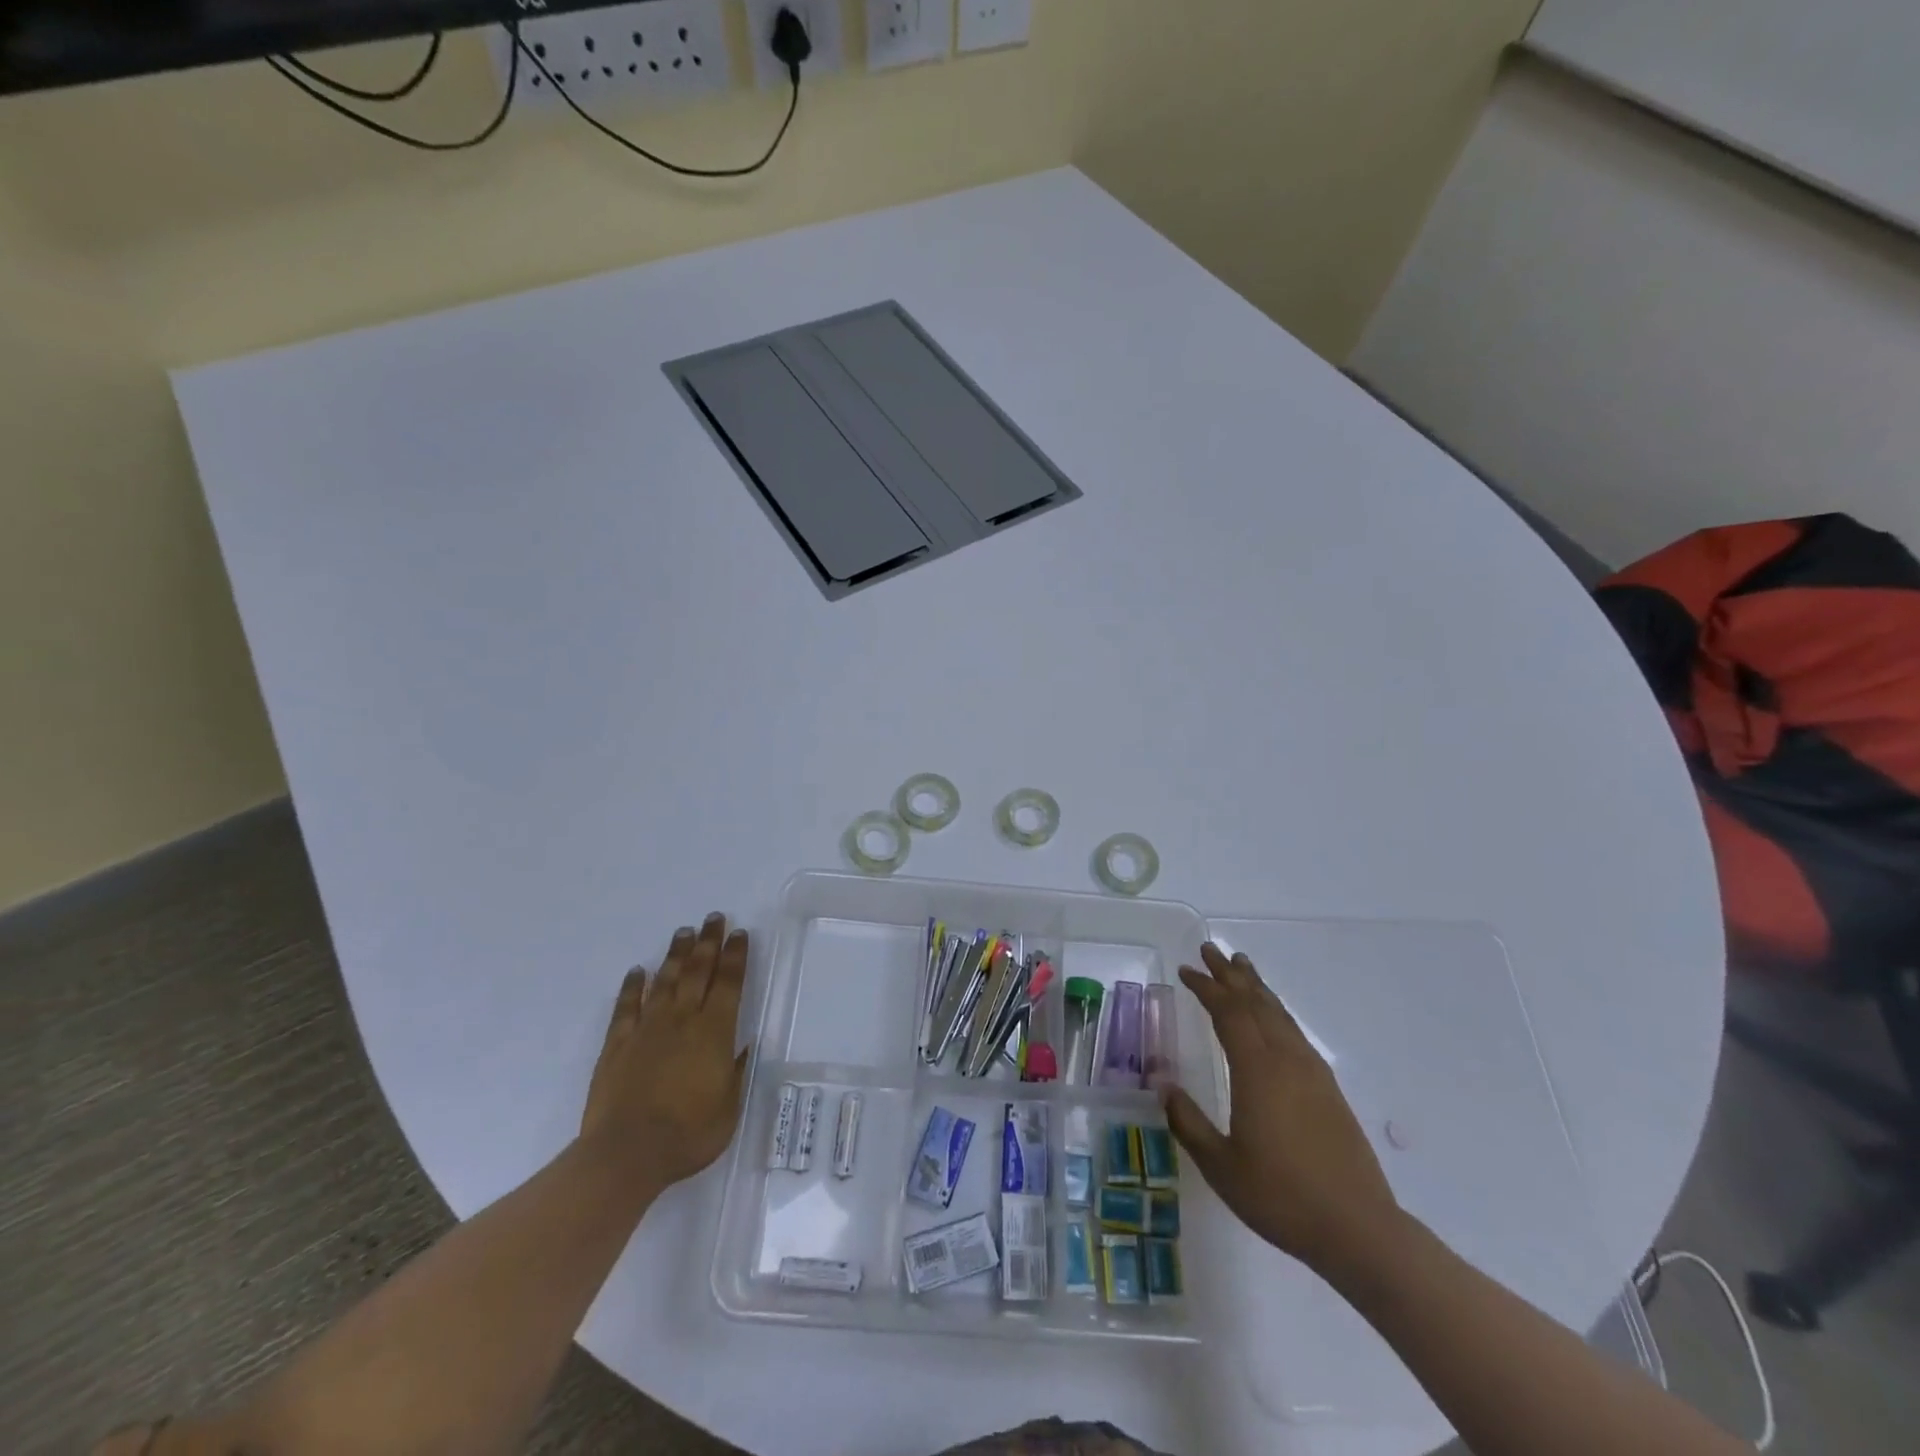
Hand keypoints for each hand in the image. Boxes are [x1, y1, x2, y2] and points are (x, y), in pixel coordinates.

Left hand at [580, 912, 750, 1188]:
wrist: (627, 1154)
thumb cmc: (688, 1134)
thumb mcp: (728, 1108)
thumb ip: (735, 1072)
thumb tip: (743, 1046)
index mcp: (714, 1032)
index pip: (729, 983)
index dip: (735, 956)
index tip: (739, 933)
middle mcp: (682, 1020)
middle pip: (698, 971)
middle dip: (708, 942)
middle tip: (714, 918)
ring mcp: (647, 1029)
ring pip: (665, 981)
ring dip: (676, 955)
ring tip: (683, 932)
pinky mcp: (617, 1044)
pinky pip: (627, 1007)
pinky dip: (632, 986)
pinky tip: (637, 971)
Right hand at [1163, 943, 1402, 1277]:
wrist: (1358, 1229)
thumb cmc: (1281, 1196)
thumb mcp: (1221, 1165)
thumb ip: (1188, 1122)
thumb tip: (1163, 1086)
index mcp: (1257, 1071)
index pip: (1228, 1013)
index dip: (1206, 988)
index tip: (1186, 970)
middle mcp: (1286, 1060)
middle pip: (1256, 1003)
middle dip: (1230, 975)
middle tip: (1210, 950)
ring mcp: (1312, 1073)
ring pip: (1280, 1015)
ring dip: (1257, 988)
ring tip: (1242, 968)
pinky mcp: (1329, 1090)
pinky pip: (1295, 1034)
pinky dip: (1277, 1013)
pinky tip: (1274, 1020)